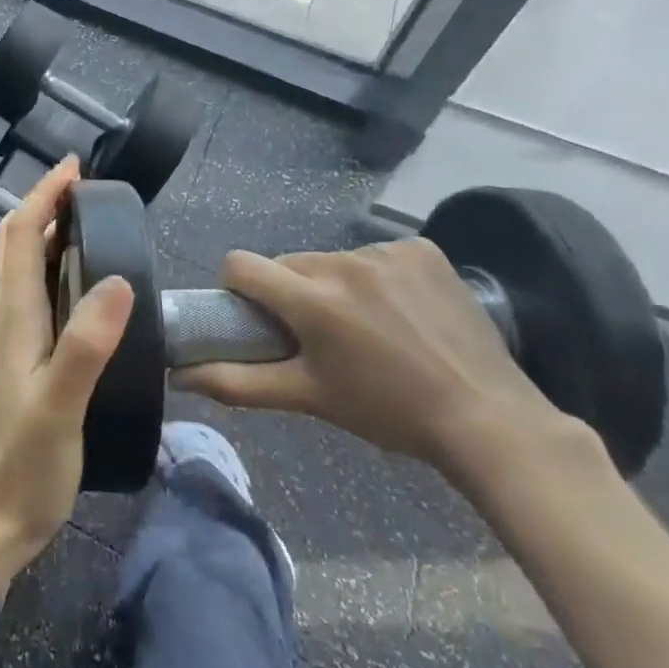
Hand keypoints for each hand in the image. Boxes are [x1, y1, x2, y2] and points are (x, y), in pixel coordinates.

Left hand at [0, 157, 132, 575]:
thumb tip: (118, 280)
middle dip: (42, 204)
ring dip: (43, 230)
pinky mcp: (23, 360)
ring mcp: (12, 339)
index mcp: (14, 317)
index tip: (75, 168)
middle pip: (14, 243)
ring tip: (82, 219)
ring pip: (19, 266)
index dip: (44, 196)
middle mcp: (8, 318)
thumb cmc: (26, 465)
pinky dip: (49, 266)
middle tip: (81, 186)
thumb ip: (86, 345)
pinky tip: (78, 283)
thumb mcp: (61, 405)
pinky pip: (32, 294)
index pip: (22, 235)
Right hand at [173, 240, 573, 474]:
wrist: (488, 419)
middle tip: (320, 336)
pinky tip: (404, 310)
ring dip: (337, 286)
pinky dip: (379, 277)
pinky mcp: (423, 249)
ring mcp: (387, 251)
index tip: (257, 317)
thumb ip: (238, 383)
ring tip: (370, 328)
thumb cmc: (387, 411)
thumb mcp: (308, 398)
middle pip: (290, 264)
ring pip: (334, 260)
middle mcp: (343, 263)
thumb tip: (180, 375)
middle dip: (293, 293)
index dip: (237, 288)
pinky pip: (378, 255)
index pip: (240, 264)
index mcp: (311, 299)